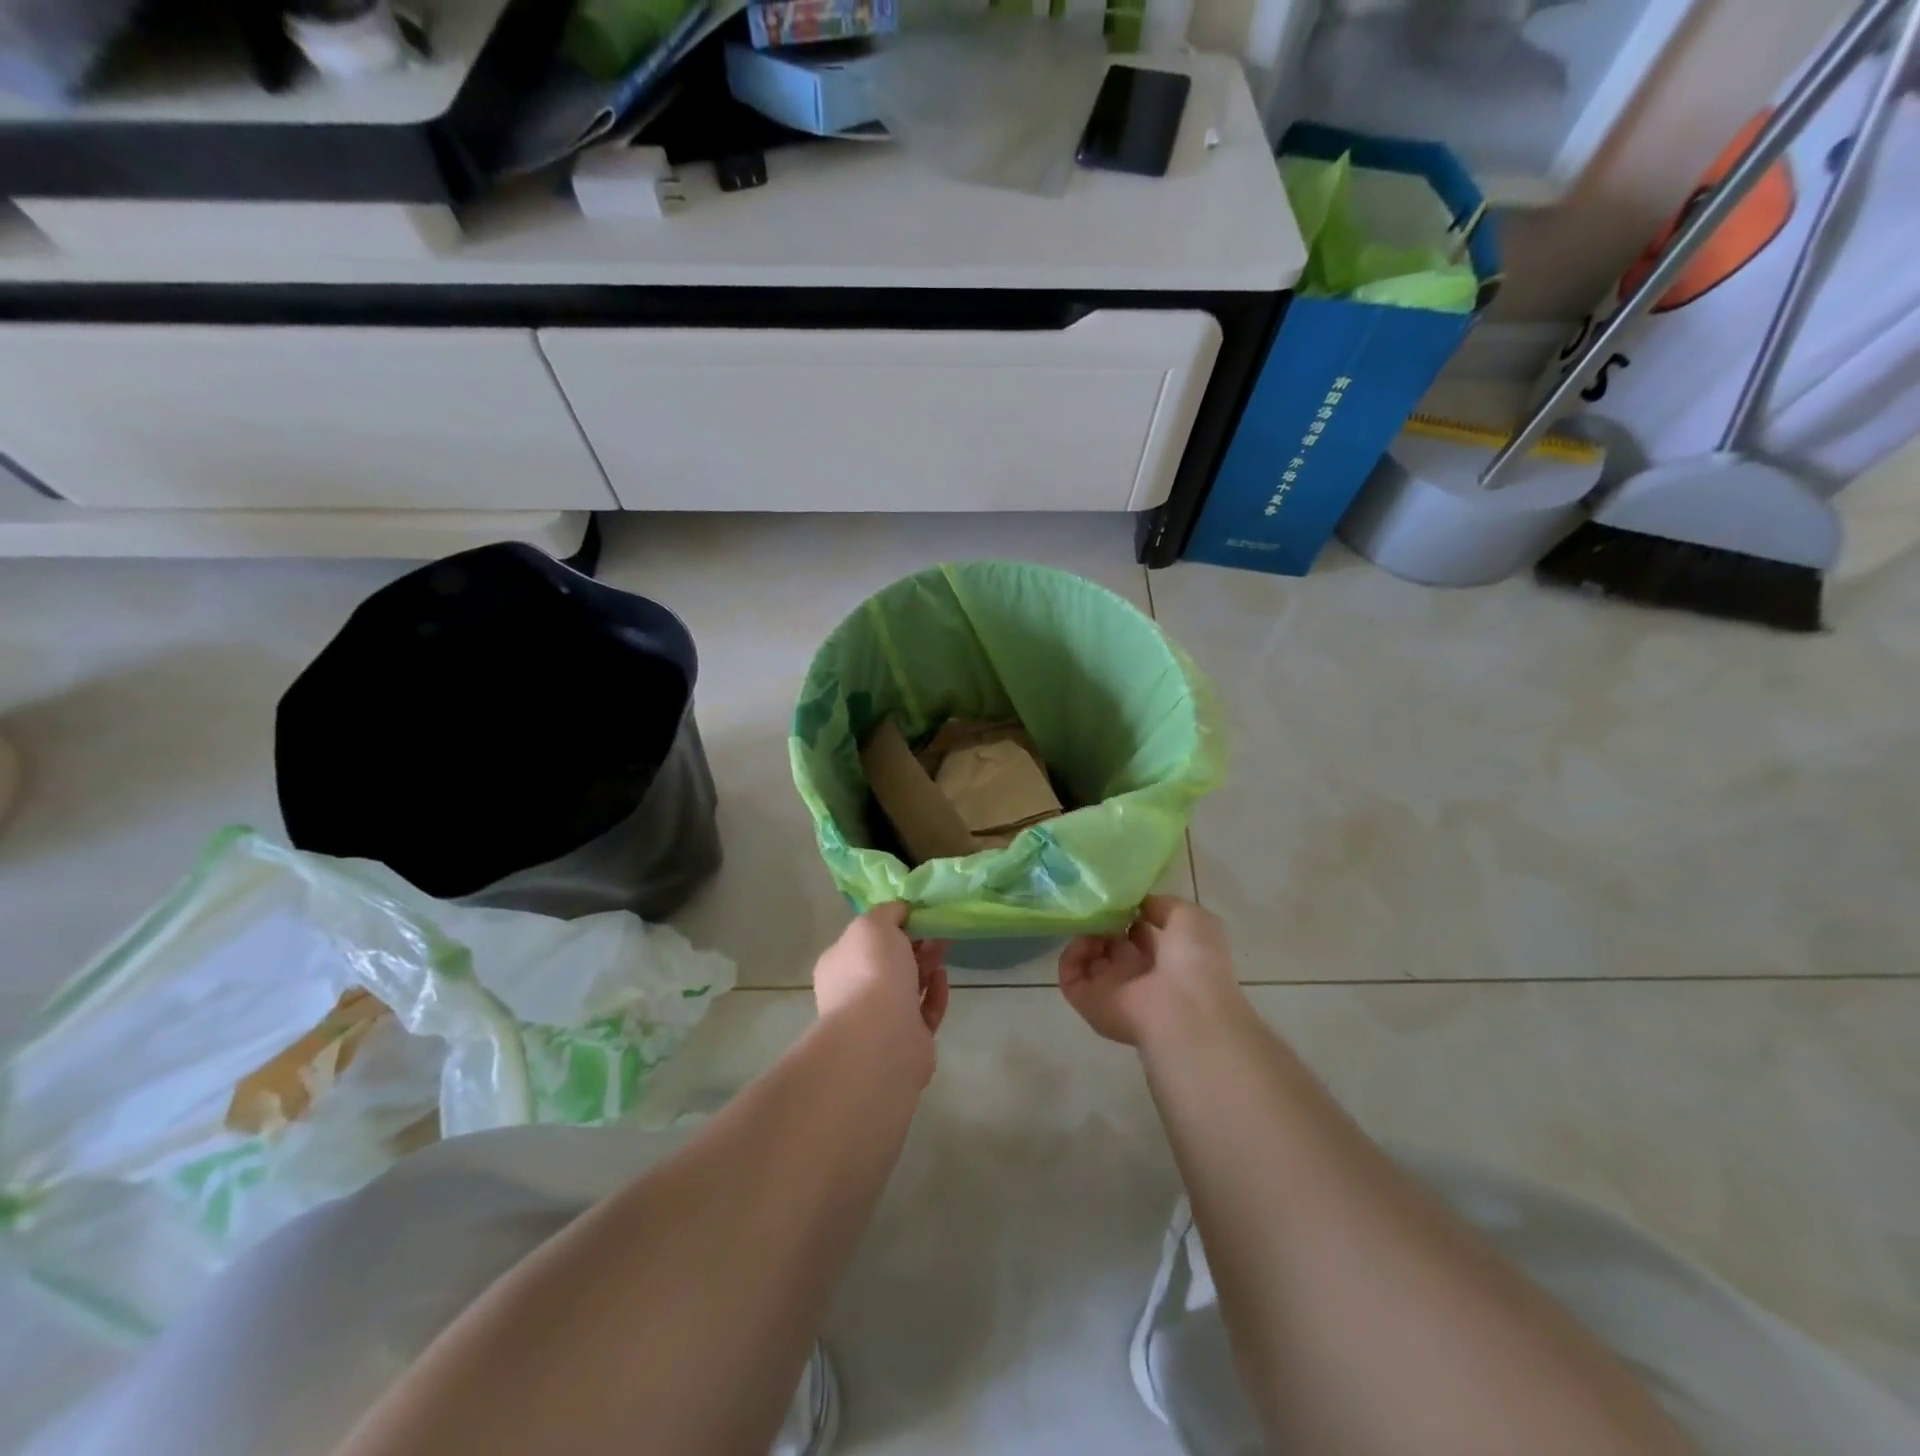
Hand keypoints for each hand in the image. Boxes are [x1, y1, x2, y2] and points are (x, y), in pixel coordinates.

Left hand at [813, 904, 949, 1075]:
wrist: (881, 1037)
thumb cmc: (872, 971)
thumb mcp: (873, 924)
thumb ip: (887, 912)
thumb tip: (900, 911)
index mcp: (838, 965)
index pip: (863, 940)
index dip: (891, 925)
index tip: (916, 914)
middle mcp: (854, 993)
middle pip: (888, 962)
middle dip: (914, 944)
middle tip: (937, 930)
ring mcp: (879, 1021)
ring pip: (907, 986)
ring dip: (926, 965)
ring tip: (944, 948)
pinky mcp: (907, 1041)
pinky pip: (923, 1011)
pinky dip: (934, 993)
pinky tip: (942, 977)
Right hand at [1058, 896, 1247, 1050]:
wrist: (1184, 1011)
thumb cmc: (1195, 962)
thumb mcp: (1191, 918)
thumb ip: (1162, 905)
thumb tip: (1138, 905)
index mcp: (1166, 959)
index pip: (1139, 933)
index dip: (1130, 914)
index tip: (1122, 898)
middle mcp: (1138, 975)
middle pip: (1111, 944)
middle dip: (1105, 922)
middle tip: (1103, 907)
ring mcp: (1112, 989)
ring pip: (1088, 957)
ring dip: (1087, 935)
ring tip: (1094, 922)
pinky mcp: (1088, 1001)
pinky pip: (1070, 974)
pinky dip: (1072, 954)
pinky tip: (1086, 940)